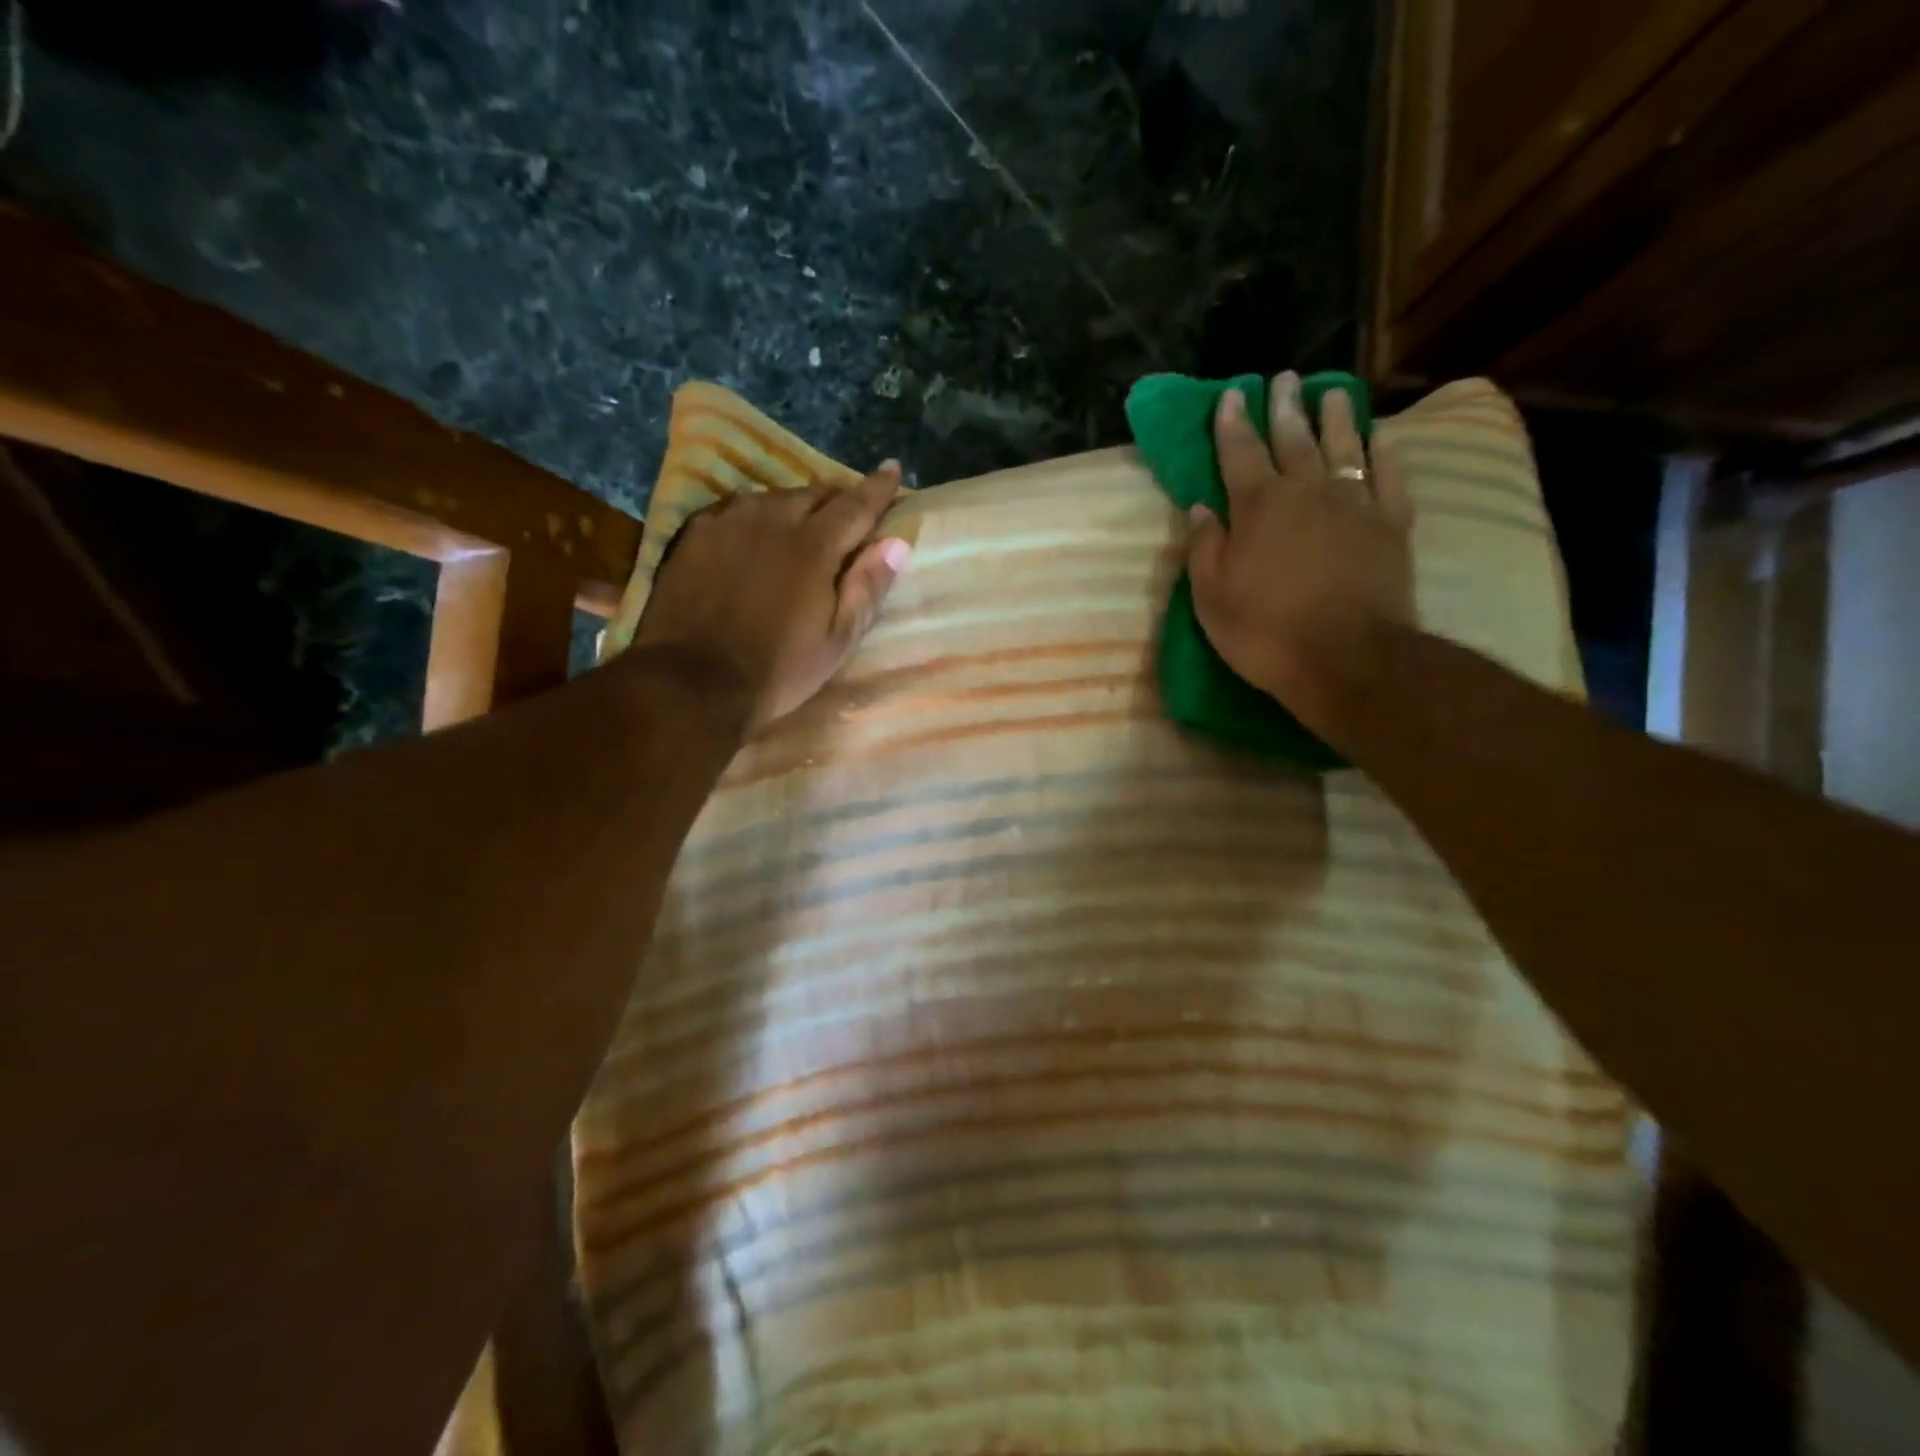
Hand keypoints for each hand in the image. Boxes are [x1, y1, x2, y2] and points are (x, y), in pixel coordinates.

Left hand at [635, 465, 911, 729]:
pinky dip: (754, 515)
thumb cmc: (777, 669)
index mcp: (814, 546)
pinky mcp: (693, 534)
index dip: (878, 488)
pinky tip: (753, 532)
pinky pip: (733, 509)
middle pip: (814, 494)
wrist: (692, 682)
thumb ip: (867, 588)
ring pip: (772, 498)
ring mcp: (727, 522)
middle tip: (848, 510)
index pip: (856, 505)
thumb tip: (897, 543)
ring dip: (794, 506)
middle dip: (837, 498)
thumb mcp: (836, 641)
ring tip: (801, 522)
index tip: (892, 469)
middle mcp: (772, 519)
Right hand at [1185, 371, 1414, 733]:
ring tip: (1332, 392)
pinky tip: (1380, 435)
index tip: (1231, 395)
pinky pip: (1390, 475)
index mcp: (1258, 507)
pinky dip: (1385, 451)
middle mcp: (1307, 492)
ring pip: (1344, 446)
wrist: (1347, 658)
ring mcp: (1355, 503)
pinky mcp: (1391, 524)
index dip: (1232, 423)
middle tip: (1284, 379)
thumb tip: (1200, 508)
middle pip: (1293, 439)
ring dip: (1335, 417)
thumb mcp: (1212, 598)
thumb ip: (1205, 548)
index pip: (1239, 453)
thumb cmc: (1265, 632)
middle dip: (1284, 408)